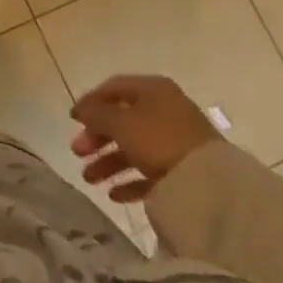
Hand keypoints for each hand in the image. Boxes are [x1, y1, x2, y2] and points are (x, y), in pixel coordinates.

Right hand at [70, 75, 221, 202]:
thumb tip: (81, 109)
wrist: (210, 184)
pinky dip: (130, 181)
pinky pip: (149, 172)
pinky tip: (114, 194)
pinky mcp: (183, 171)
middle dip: (96, 137)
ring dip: (108, 162)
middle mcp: (165, 110)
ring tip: (89, 179)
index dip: (90, 102)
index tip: (72, 120)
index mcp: (153, 90)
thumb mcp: (121, 122)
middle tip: (78, 152)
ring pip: (133, 148)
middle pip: (122, 120)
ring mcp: (175, 142)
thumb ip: (97, 114)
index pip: (114, 88)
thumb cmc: (159, 140)